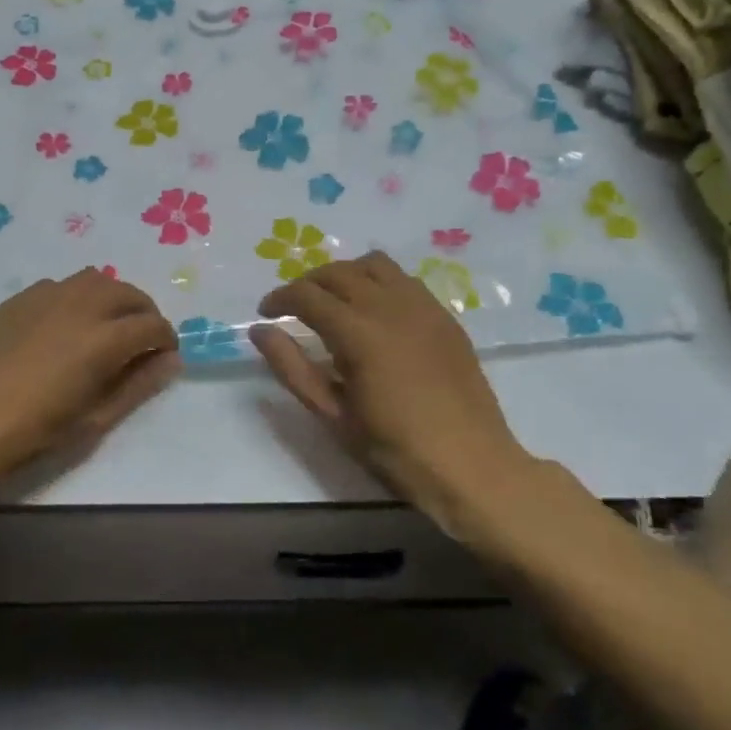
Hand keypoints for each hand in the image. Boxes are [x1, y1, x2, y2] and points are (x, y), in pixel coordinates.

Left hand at [0, 268, 179, 473]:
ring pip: (95, 279)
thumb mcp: (95, 419)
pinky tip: (65, 324)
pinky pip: (61, 285)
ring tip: (106, 324)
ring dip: (112, 297)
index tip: (163, 356)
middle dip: (144, 313)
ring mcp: (48, 296)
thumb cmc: (35, 430)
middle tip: (140, 340)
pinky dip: (77, 297)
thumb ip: (138, 385)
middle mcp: (82, 305)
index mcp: (105, 338)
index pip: (153, 325)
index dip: (166, 340)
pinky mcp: (20, 298)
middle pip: (129, 293)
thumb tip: (170, 361)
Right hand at [250, 251, 539, 527]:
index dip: (279, 298)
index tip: (265, 313)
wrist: (470, 465)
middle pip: (338, 272)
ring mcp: (423, 307)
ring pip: (374, 265)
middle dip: (308, 283)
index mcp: (359, 332)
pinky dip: (378, 283)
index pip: (307, 295)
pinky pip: (405, 280)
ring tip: (334, 302)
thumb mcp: (332, 414)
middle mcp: (391, 306)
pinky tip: (374, 312)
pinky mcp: (445, 316)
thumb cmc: (394, 448)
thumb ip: (292, 367)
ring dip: (345, 275)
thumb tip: (260, 331)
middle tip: (292, 308)